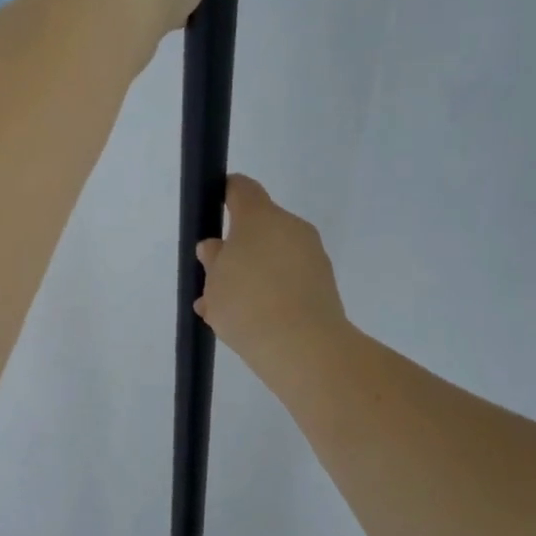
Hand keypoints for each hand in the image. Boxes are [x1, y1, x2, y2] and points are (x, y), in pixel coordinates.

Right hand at [194, 175, 347, 385]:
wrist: (302, 346)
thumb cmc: (247, 303)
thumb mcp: (214, 282)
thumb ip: (213, 260)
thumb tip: (216, 248)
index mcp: (260, 218)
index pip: (241, 189)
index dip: (224, 193)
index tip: (212, 207)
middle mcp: (291, 228)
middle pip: (259, 227)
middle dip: (237, 248)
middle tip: (215, 277)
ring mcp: (312, 256)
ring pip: (272, 256)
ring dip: (251, 274)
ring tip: (226, 309)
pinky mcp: (324, 284)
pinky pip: (288, 279)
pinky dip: (269, 292)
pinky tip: (249, 321)